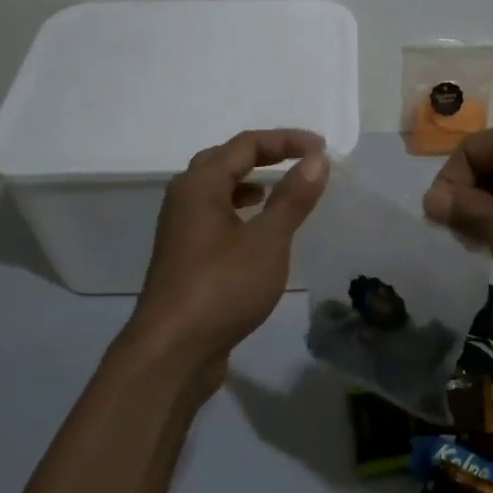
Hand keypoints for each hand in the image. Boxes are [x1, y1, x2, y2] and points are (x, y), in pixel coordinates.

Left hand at [128, 128, 328, 389]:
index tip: (321, 148)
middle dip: (264, 155)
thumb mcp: (268, 240)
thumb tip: (316, 159)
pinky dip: (239, 210)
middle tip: (299, 160)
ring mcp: (180, 229)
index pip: (246, 145)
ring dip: (248, 182)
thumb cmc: (222, 287)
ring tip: (278, 188)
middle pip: (225, 160)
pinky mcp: (184, 257)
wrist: (171, 352)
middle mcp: (184, 198)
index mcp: (200, 184)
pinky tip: (257, 230)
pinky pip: (215, 216)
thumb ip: (292, 197)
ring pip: (216, 189)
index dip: (285, 140)